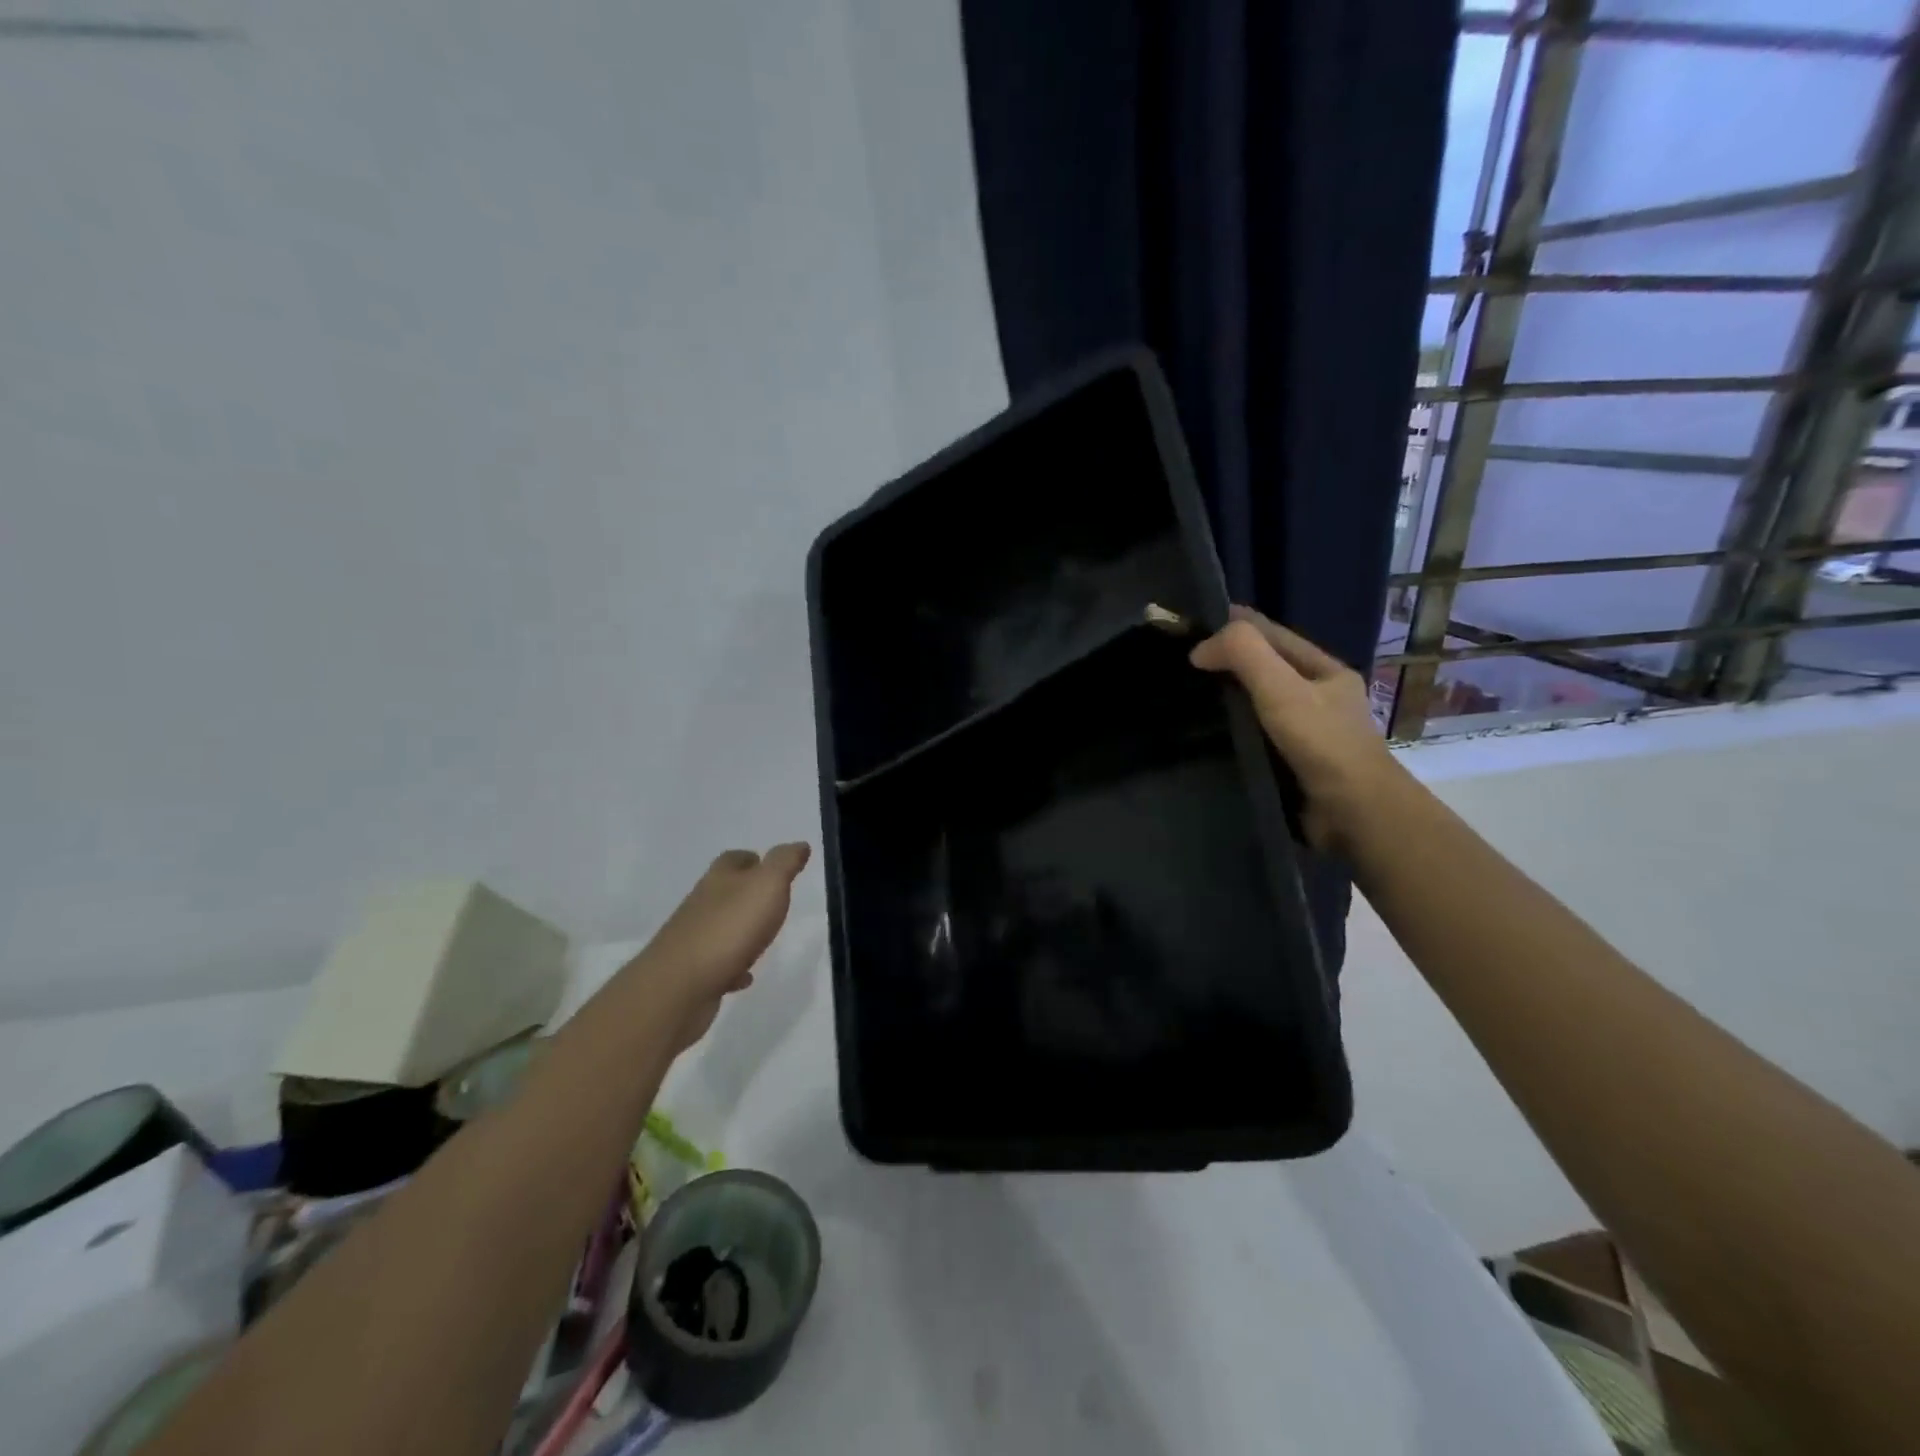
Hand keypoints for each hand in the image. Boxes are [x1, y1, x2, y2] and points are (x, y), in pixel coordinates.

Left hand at [633, 843, 811, 1050]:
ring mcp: (694, 938)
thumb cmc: (729, 928)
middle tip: (774, 901)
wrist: (680, 986)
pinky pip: (718, 964)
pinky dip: (733, 966)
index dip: (753, 859)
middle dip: (746, 893)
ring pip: (720, 926)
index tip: (773, 867)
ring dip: (739, 929)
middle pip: (724, 890)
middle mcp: (702, 904)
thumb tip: (799, 844)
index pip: (734, 859)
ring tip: (763, 938)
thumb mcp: (767, 885)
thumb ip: (784, 863)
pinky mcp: (692, 972)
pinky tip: (745, 977)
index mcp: (720, 879)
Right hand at [1190, 607, 1403, 853]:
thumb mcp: (1282, 689)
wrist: (1354, 814)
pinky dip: (1233, 731)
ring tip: (1186, 698)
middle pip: (1266, 668)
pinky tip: (1208, 735)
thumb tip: (1200, 648)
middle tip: (1181, 665)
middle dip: (1228, 662)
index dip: (1233, 625)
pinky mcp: (1294, 763)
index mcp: (1325, 671)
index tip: (1190, 627)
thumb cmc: (1322, 744)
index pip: (1272, 634)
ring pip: (1259, 703)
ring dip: (1228, 699)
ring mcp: (1308, 732)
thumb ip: (1244, 655)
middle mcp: (1319, 697)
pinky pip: (1257, 735)